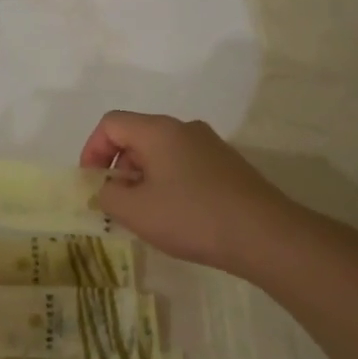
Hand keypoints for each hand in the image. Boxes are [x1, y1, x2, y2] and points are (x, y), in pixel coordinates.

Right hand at [80, 111, 291, 275]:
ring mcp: (210, 145)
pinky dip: (168, 183)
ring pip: (161, 152)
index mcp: (159, 131)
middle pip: (136, 136)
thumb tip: (106, 188)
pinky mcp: (227, 165)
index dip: (92, 150)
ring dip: (143, 178)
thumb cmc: (192, 217)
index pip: (111, 124)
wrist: (265, 234)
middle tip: (117, 204)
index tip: (93, 184)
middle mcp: (184, 128)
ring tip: (146, 214)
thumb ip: (107, 195)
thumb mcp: (135, 211)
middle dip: (118, 167)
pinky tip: (176, 215)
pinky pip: (183, 165)